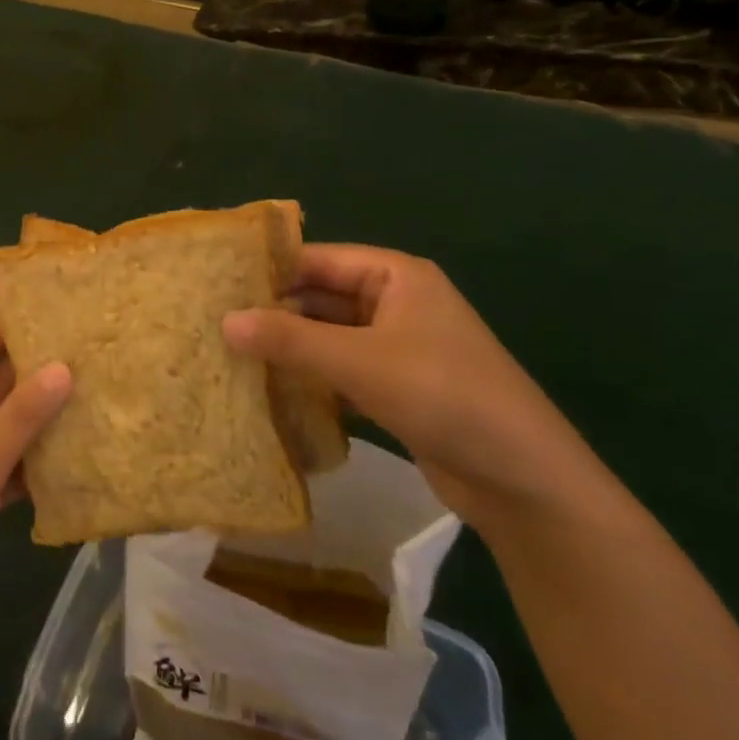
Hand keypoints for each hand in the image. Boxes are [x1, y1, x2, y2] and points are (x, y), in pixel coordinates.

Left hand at [0, 321, 71, 654]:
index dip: (18, 327)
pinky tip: (77, 452)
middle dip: (38, 371)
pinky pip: (6, 460)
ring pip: (4, 423)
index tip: (67, 314)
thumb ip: (22, 415)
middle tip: (95, 355)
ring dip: (41, 416)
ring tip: (96, 394)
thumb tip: (64, 366)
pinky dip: (34, 457)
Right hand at [223, 245, 595, 527]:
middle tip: (214, 325)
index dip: (271, 270)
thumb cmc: (444, 395)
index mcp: (396, 276)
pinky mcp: (398, 389)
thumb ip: (291, 339)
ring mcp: (398, 348)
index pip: (319, 259)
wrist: (523, 480)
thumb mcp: (361, 361)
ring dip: (290, 350)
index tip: (217, 285)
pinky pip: (342, 373)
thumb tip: (225, 321)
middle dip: (275, 313)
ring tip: (230, 358)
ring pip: (330, 338)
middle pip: (322, 298)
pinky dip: (312, 380)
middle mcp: (396, 303)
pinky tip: (271, 394)